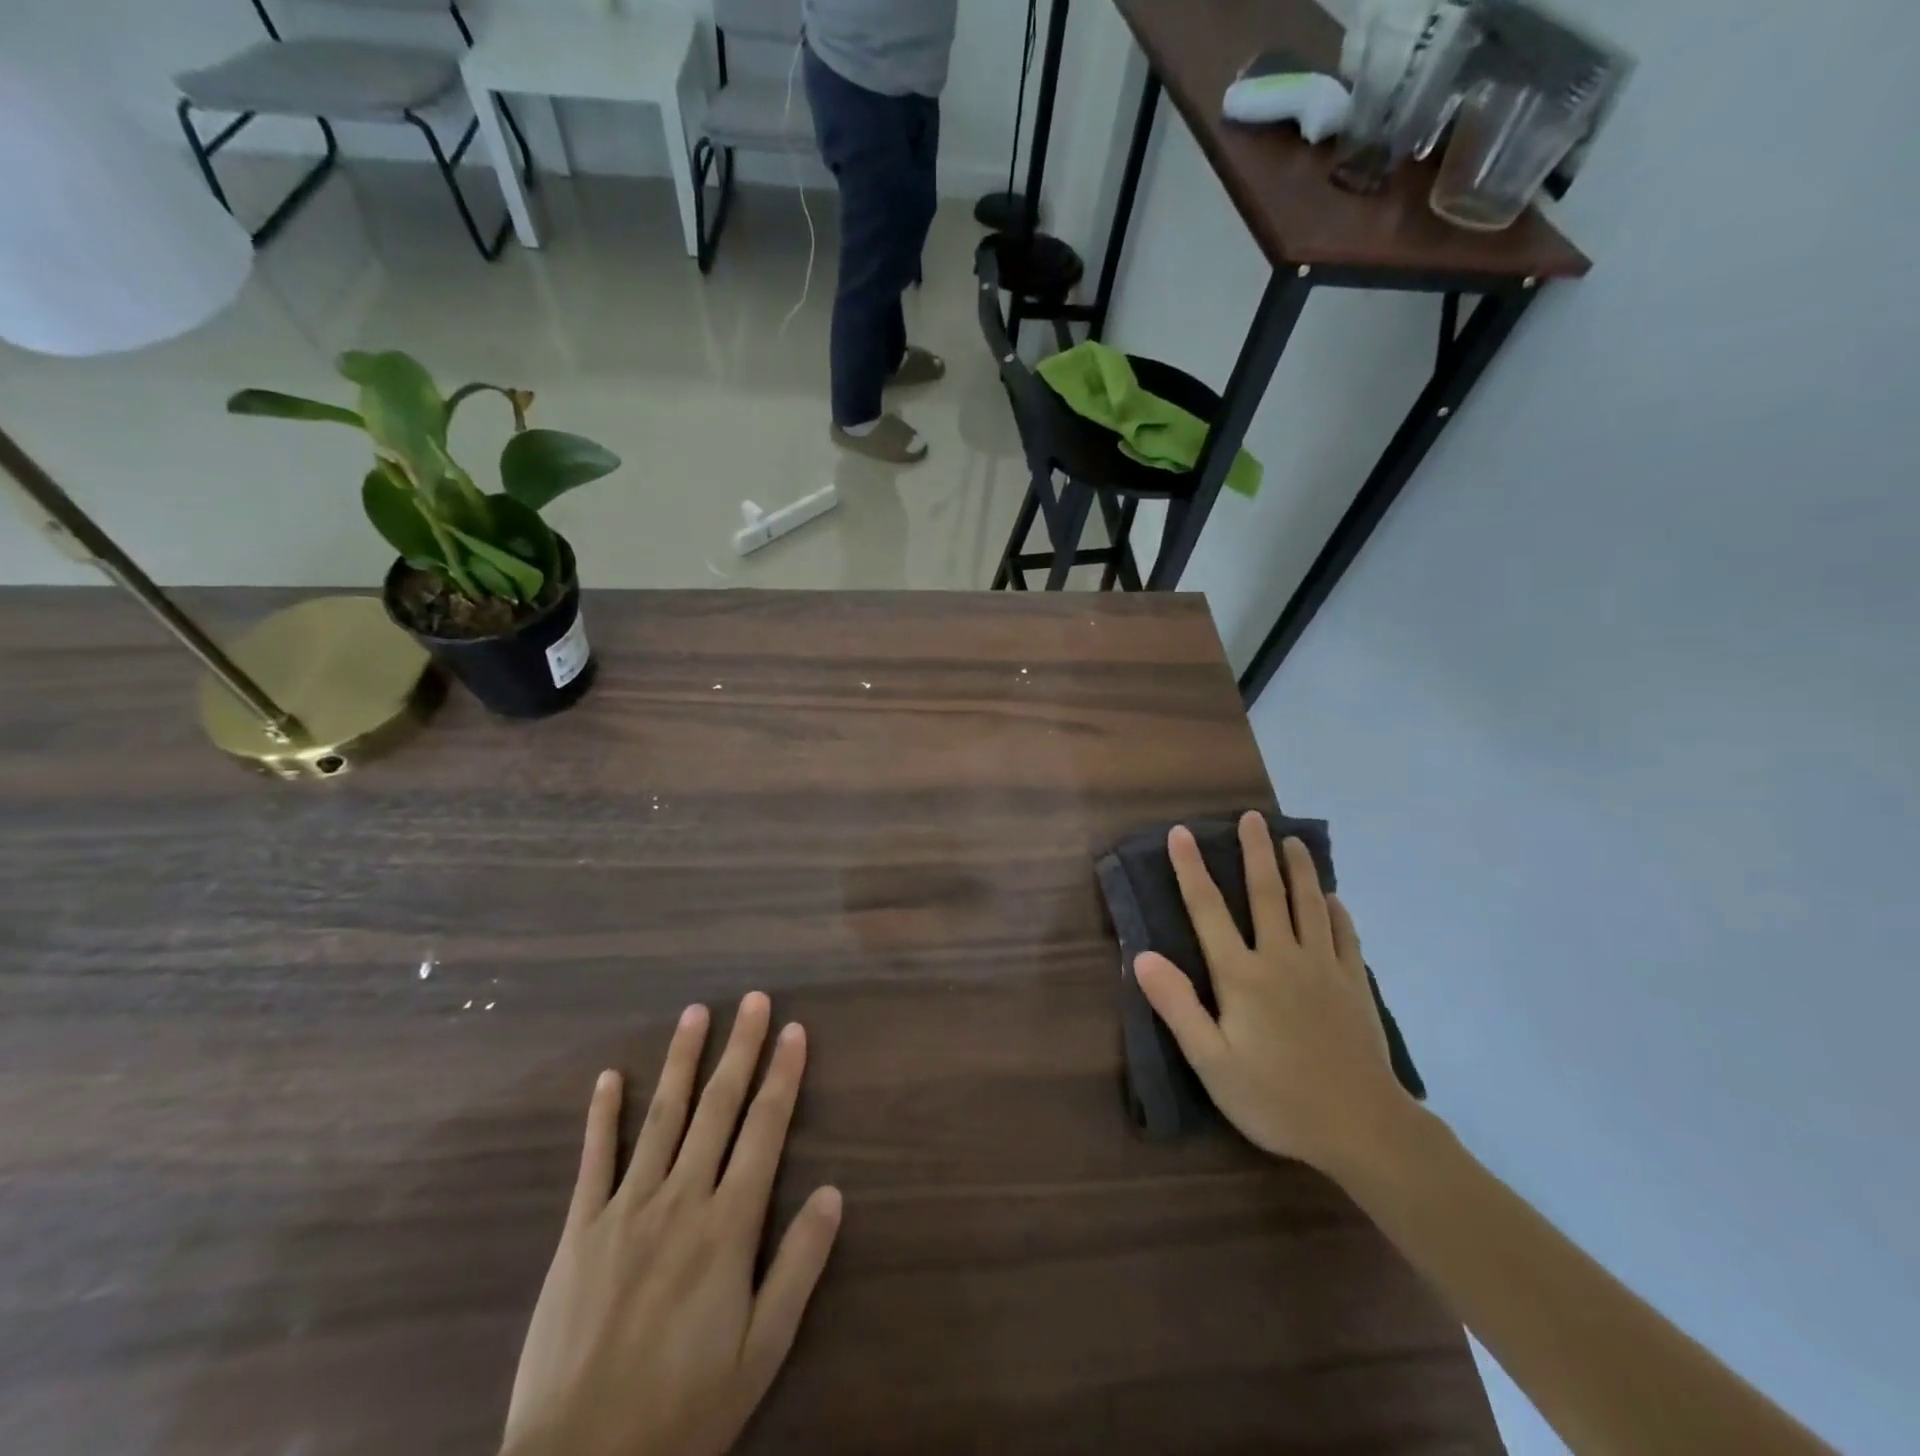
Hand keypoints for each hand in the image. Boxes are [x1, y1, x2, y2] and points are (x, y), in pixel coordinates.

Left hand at [499, 993, 842, 1455]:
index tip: (793, 1031)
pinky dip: (603, 1115)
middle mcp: (681, 1200)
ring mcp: (625, 1210)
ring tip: (695, 1013)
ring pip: (662, 1117)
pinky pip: (595, 1160)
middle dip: (740, 1048)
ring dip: (682, 1061)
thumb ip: (798, 1266)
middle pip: (718, 1107)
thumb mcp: (761, 1352)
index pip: (765, 1130)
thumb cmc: (683, 1412)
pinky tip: (610, 1077)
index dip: (782, 1075)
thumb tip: (834, 1191)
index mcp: (728, 1226)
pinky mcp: (580, 1232)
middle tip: (753, 999)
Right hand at [1133, 813, 1411, 1177]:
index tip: (1181, 833)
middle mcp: (1281, 958)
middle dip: (1255, 852)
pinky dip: (1337, 911)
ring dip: (1299, 869)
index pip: (1209, 910)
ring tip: (1292, 839)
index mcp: (1242, 975)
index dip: (1191, 869)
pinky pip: (1345, 936)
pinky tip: (1333, 899)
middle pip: (1267, 894)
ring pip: (1310, 905)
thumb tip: (1143, 956)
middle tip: (1252, 817)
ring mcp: (1323, 969)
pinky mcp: (1354, 985)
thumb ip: (1177, 1006)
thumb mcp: (1212, 1063)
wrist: (1362, 1128)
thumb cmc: (1276, 1098)